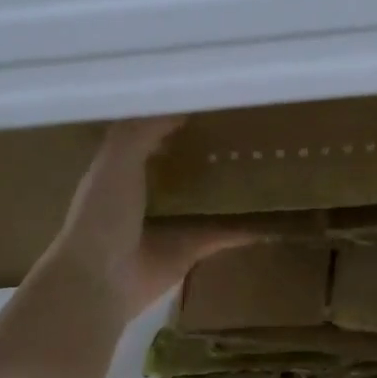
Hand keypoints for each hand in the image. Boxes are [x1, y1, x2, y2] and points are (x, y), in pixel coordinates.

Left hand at [39, 117, 252, 323]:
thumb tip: (184, 104)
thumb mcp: (116, 158)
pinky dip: (247, 227)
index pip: (152, 133)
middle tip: (247, 126)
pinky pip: (225, 234)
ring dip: (230, 186)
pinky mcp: (192, 249)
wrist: (102, 279)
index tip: (209, 98)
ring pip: (207, 198)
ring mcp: (172, 223)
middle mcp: (147, 194)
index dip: (176, 116)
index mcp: (122, 168)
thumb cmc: (103, 214)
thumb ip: (143, 129)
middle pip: (184, 165)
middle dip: (208, 149)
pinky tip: (274, 214)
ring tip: (267, 161)